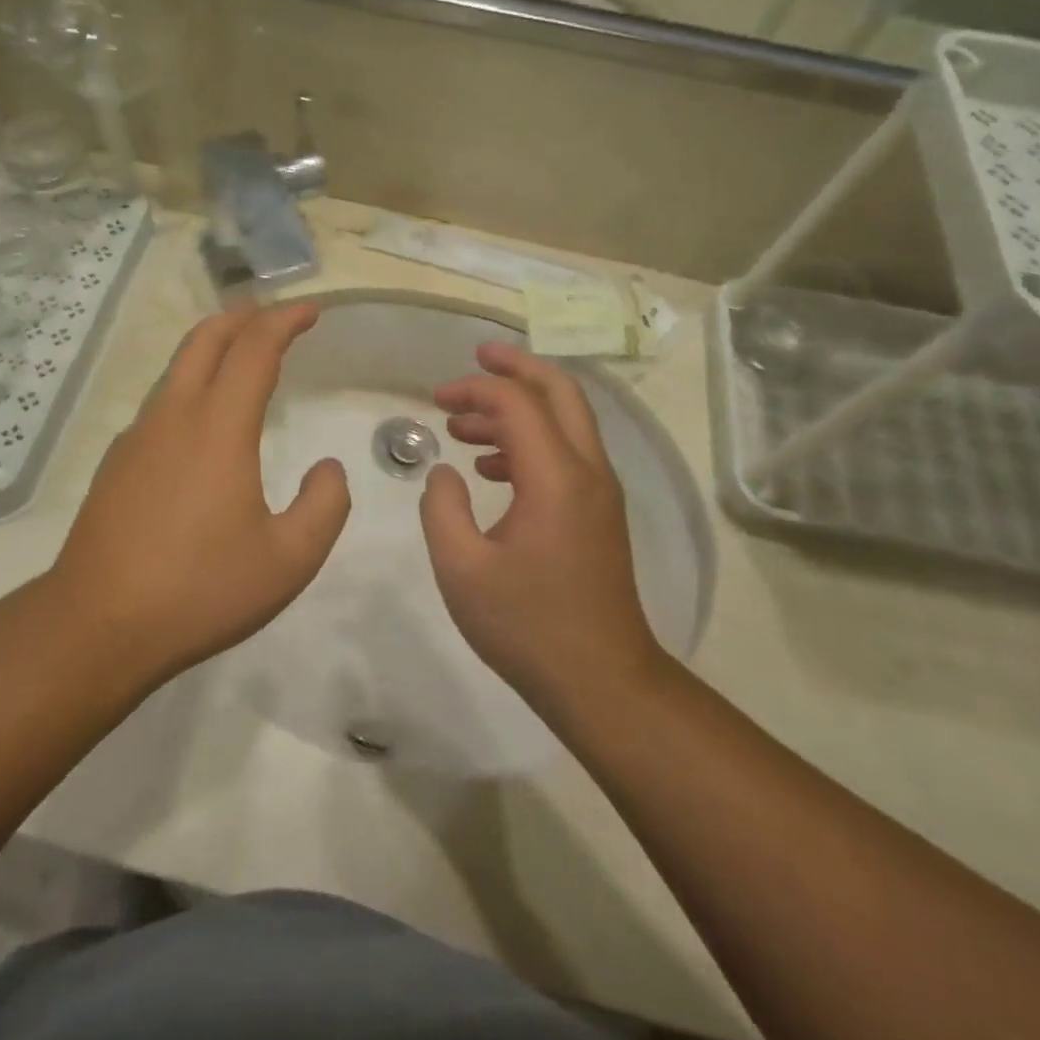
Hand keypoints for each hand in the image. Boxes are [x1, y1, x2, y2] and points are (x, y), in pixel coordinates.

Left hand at [46, 303, 350, 683]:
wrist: (98, 625)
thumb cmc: (200, 590)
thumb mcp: (289, 560)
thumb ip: (324, 506)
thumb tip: (327, 469)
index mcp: (218, 428)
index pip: (254, 349)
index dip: (285, 321)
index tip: (311, 311)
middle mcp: (174, 417)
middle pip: (205, 339)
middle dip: (243, 316)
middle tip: (274, 315)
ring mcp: (138, 436)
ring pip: (178, 368)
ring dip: (213, 347)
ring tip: (242, 356)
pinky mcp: (118, 462)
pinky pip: (161, 402)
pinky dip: (191, 384)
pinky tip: (203, 421)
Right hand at [419, 342, 664, 715]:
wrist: (603, 682)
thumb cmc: (528, 626)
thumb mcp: (461, 568)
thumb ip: (442, 508)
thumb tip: (444, 473)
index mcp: (556, 478)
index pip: (517, 404)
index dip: (474, 390)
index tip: (435, 399)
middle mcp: (588, 471)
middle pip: (561, 392)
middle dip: (516, 367)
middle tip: (476, 358)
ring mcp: (600, 492)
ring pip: (566, 421)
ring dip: (519, 409)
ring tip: (464, 425)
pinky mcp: (600, 514)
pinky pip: (567, 453)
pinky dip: (530, 441)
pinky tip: (491, 467)